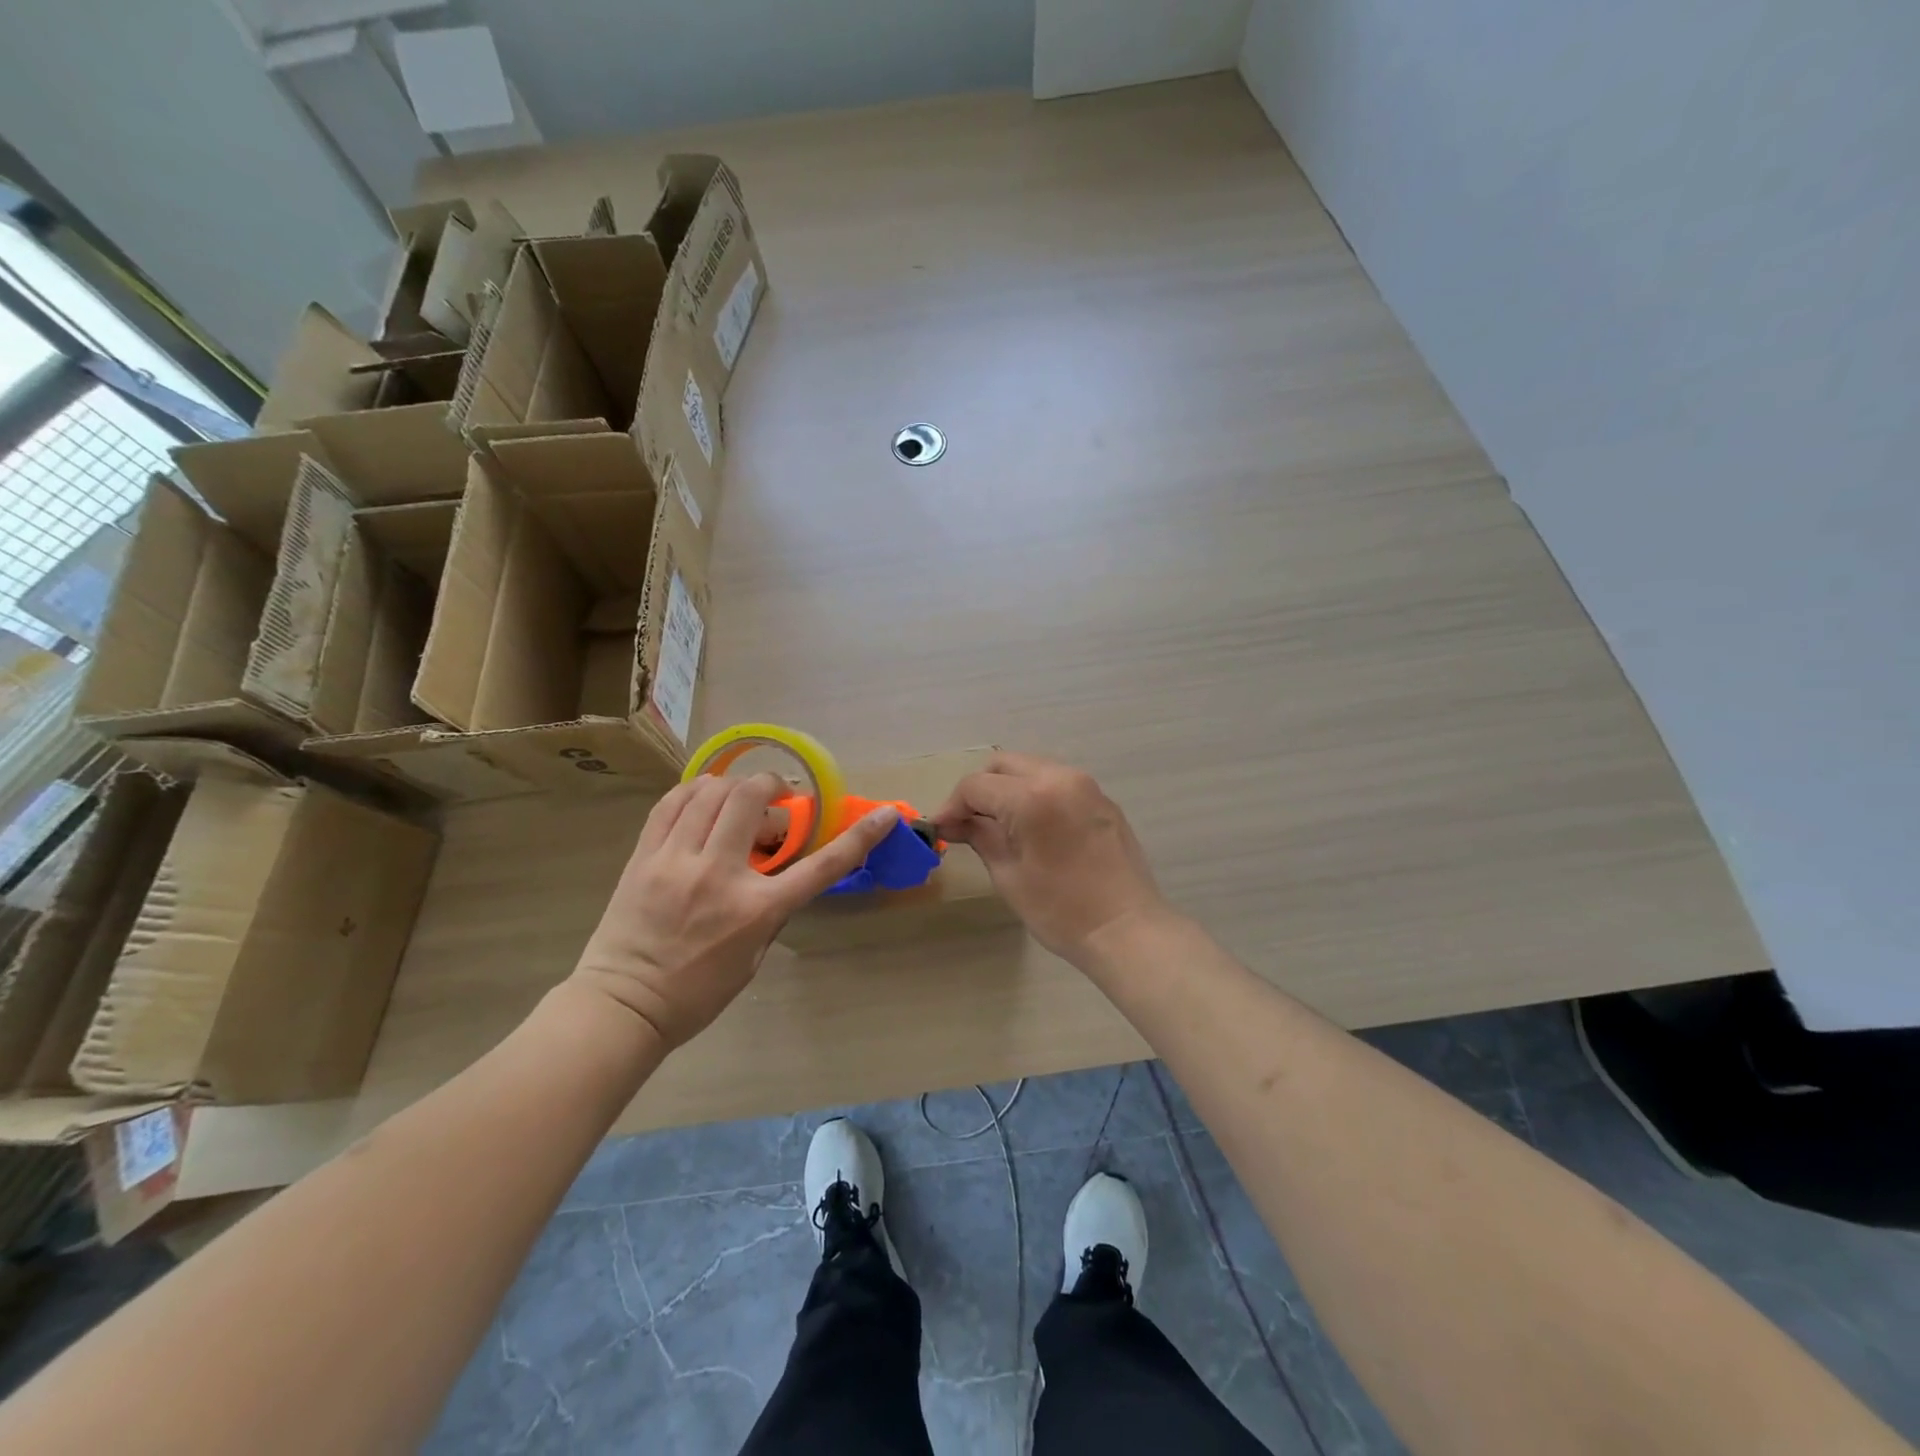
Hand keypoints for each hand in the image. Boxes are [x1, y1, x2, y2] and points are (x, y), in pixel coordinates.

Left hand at [573, 774, 897, 1048]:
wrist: (622, 1005)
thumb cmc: (696, 993)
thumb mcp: (752, 957)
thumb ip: (771, 910)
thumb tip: (776, 871)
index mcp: (756, 910)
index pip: (821, 866)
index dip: (859, 837)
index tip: (885, 815)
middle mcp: (719, 874)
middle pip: (753, 800)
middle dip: (773, 785)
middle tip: (778, 797)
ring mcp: (677, 860)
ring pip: (711, 792)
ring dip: (734, 785)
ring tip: (737, 797)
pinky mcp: (644, 856)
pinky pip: (671, 803)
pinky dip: (694, 790)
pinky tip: (702, 798)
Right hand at [932, 752, 1169, 961]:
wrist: (1127, 929)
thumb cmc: (1061, 911)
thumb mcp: (1009, 876)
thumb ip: (980, 837)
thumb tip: (954, 823)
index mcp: (1031, 796)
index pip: (976, 785)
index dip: (952, 806)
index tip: (941, 830)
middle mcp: (1059, 777)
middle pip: (1004, 765)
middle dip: (979, 790)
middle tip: (967, 823)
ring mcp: (1086, 785)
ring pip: (1031, 768)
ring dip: (1008, 788)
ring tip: (998, 825)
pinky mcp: (1101, 799)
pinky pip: (1057, 782)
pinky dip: (1036, 794)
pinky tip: (1032, 827)